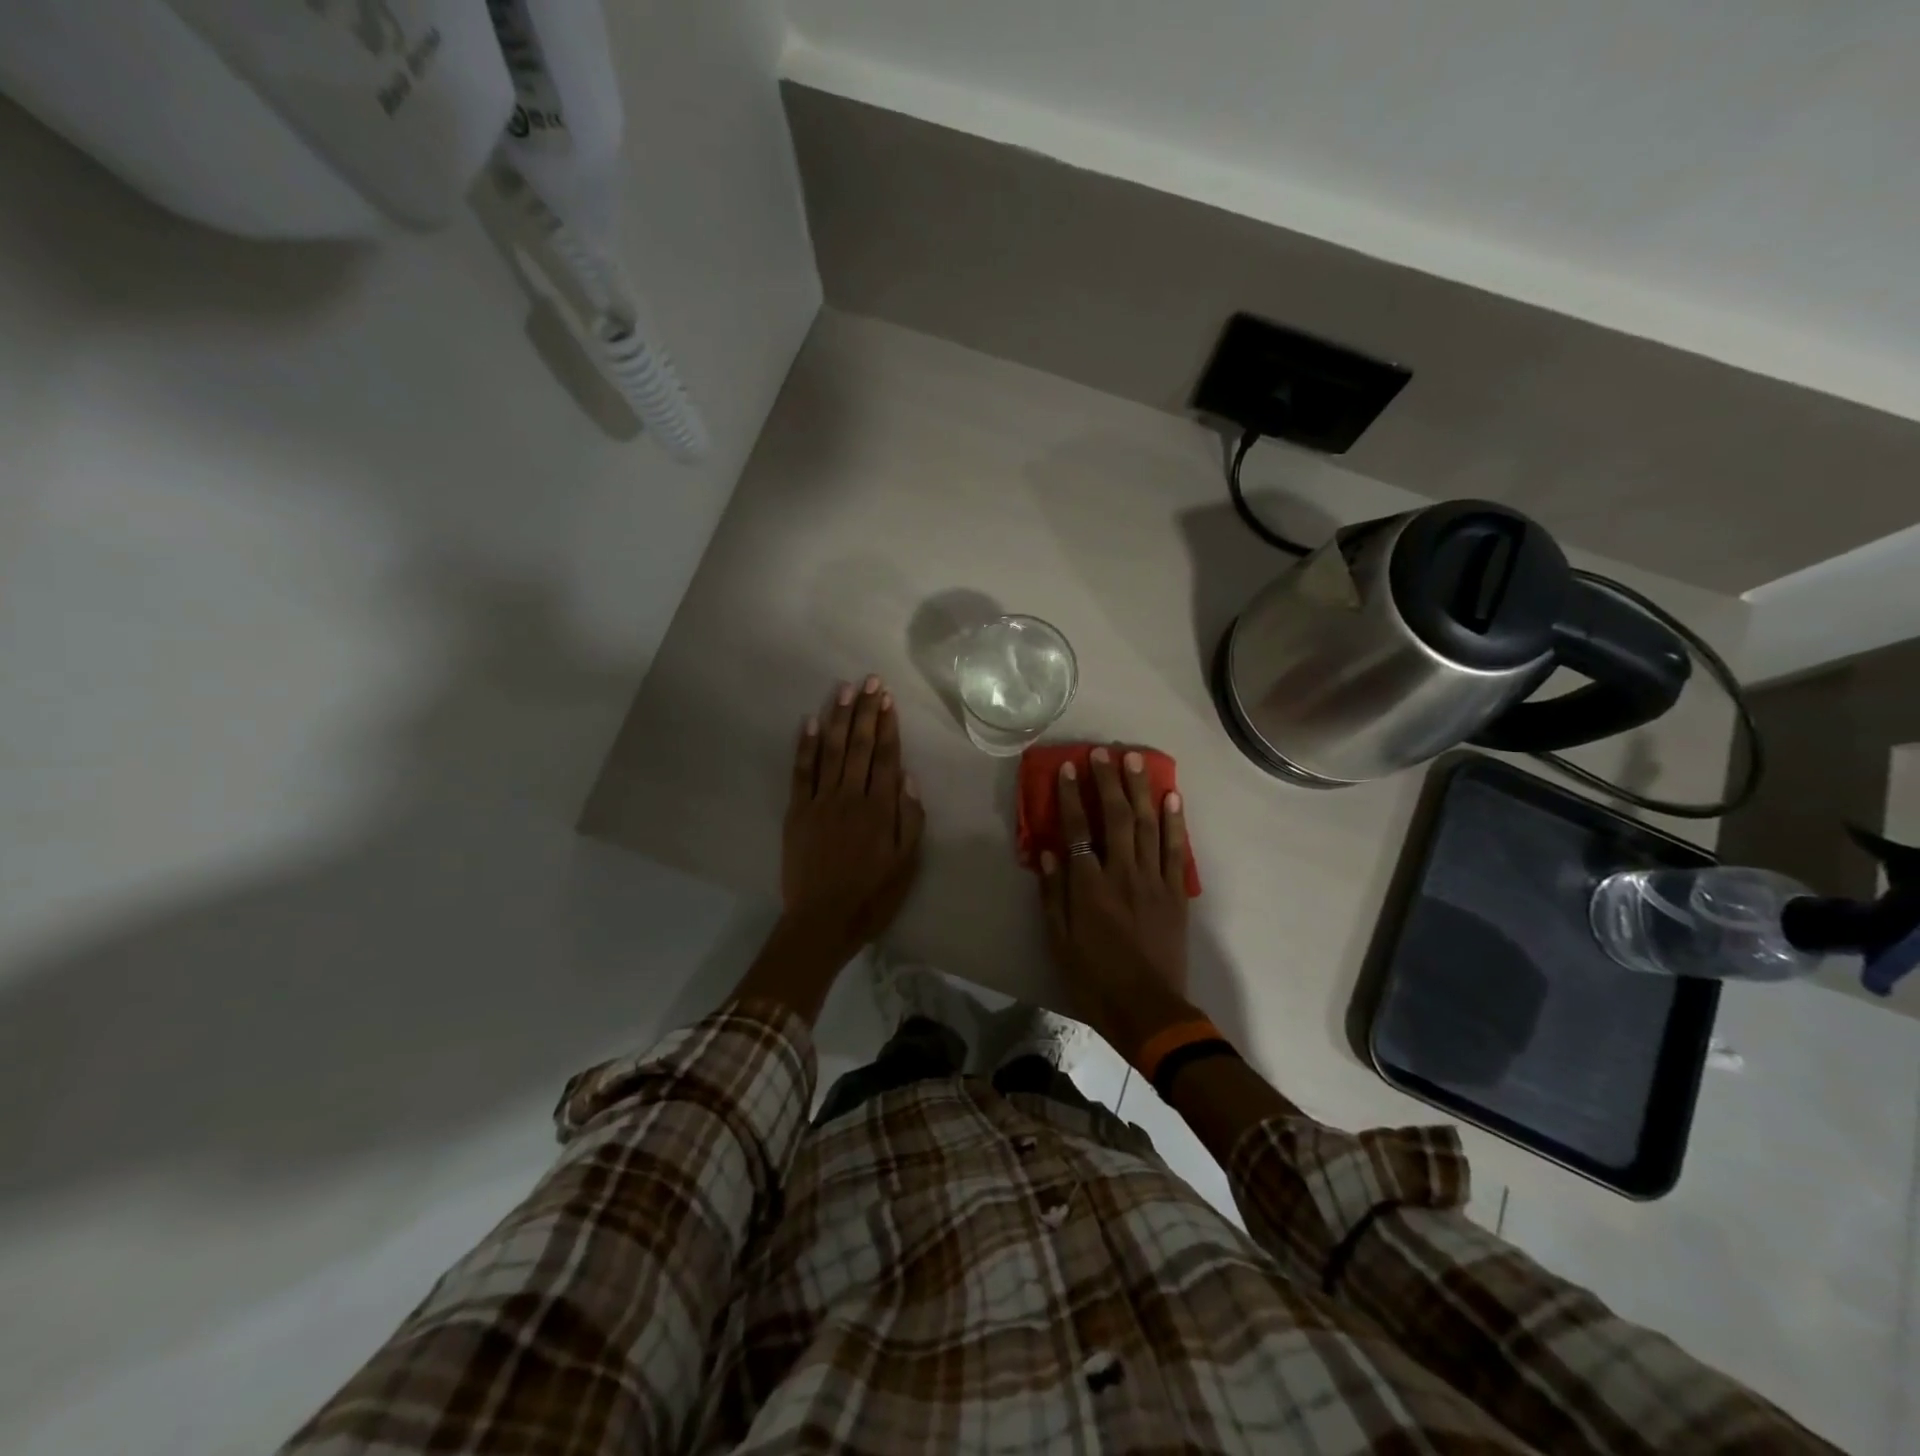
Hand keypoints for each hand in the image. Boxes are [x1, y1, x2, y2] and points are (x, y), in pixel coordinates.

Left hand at [781, 675, 925, 960]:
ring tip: (844, 689)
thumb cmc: (872, 896)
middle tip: (869, 680)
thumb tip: (908, 778)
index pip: (887, 757)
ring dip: (839, 718)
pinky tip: (810, 722)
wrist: (822, 920)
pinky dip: (805, 746)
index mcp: (880, 809)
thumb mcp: (906, 864)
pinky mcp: (797, 811)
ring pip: (832, 751)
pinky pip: (801, 772)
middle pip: (861, 746)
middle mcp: (851, 796)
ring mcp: (821, 801)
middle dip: (866, 711)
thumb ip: (910, 819)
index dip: (888, 726)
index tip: (888, 699)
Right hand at [1038, 745, 1196, 1058]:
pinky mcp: (1176, 894)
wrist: (1149, 1010)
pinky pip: (1178, 851)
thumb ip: (1053, 895)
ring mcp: (1154, 882)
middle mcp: (1123, 874)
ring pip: (1148, 826)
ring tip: (1137, 761)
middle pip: (1117, 818)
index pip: (1078, 830)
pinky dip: (1175, 822)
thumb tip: (1048, 852)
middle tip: (1105, 752)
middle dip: (1110, 782)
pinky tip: (1172, 797)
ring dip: (1141, 790)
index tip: (1069, 768)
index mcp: (1090, 887)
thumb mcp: (1060, 942)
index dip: (1073, 797)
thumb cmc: (1095, 979)